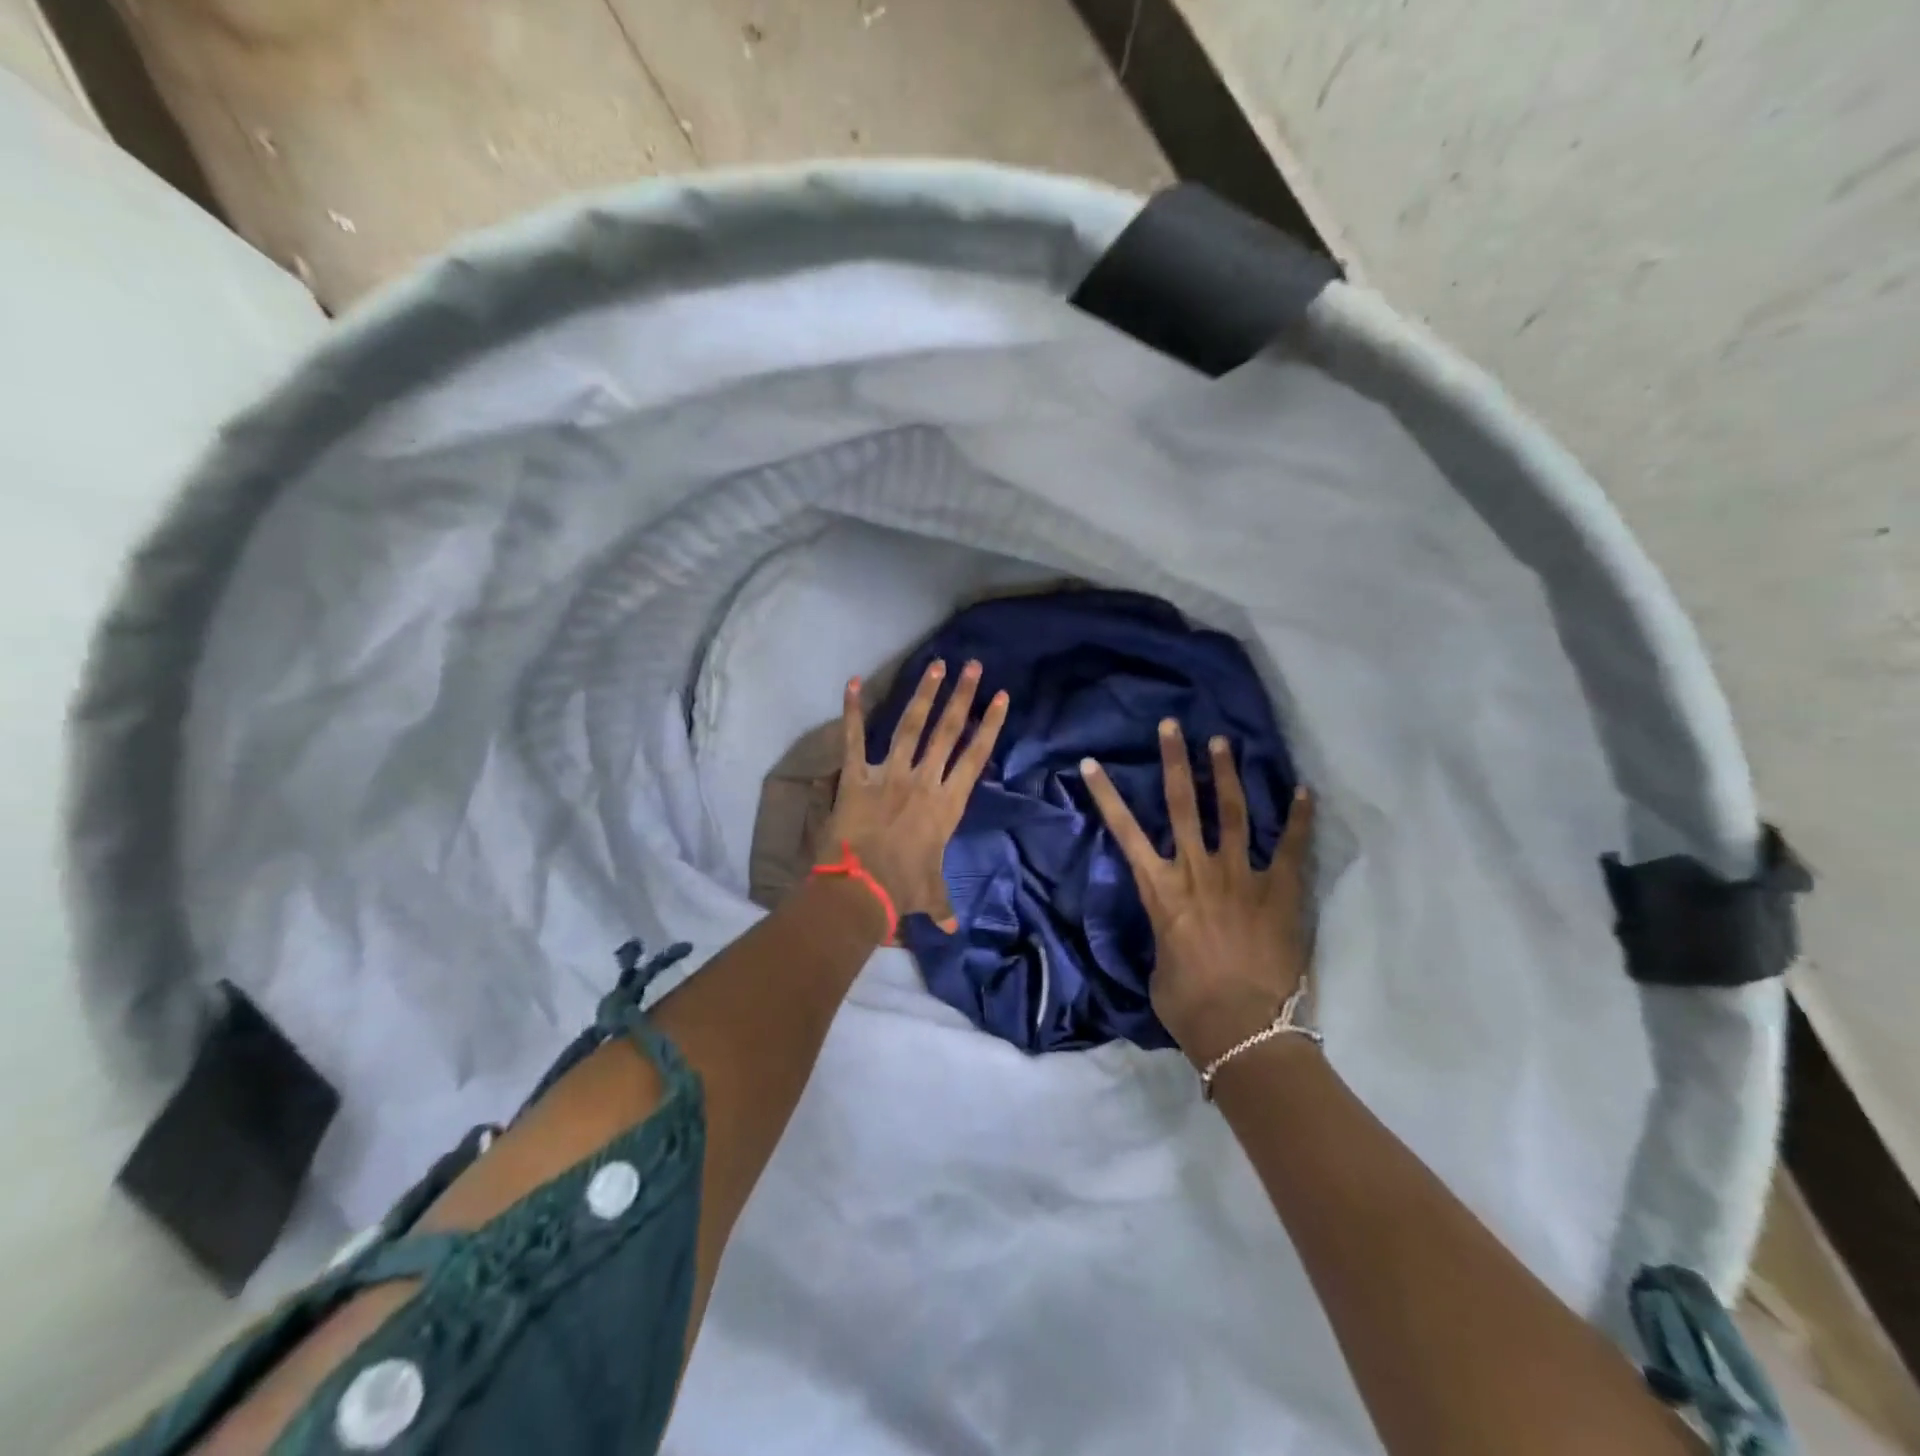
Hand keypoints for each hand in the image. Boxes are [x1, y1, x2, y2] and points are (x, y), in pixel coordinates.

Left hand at [822, 659, 1009, 929]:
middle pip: (947, 731)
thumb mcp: (929, 894)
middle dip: (962, 696)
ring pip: (910, 726)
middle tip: (973, 666)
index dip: (990, 725)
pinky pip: (854, 739)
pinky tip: (852, 681)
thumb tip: (954, 929)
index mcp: (947, 804)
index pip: (974, 756)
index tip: (1001, 697)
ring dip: (923, 694)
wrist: (860, 888)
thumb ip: (943, 905)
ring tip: (935, 665)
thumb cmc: (902, 889)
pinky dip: (852, 710)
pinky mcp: (856, 777)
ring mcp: (889, 775)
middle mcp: (923, 780)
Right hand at [1082, 720, 1315, 1068]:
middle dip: (1176, 761)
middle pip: (1183, 804)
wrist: (1245, 1029)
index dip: (1106, 795)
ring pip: (1232, 813)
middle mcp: (1198, 870)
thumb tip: (1173, 934)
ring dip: (1226, 775)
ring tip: (1223, 743)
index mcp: (1161, 889)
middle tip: (1173, 726)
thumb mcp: (1159, 967)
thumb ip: (1165, 937)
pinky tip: (1304, 791)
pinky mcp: (1281, 892)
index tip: (1093, 763)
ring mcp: (1242, 876)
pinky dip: (1298, 818)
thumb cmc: (1189, 1005)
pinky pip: (1292, 847)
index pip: (1125, 831)